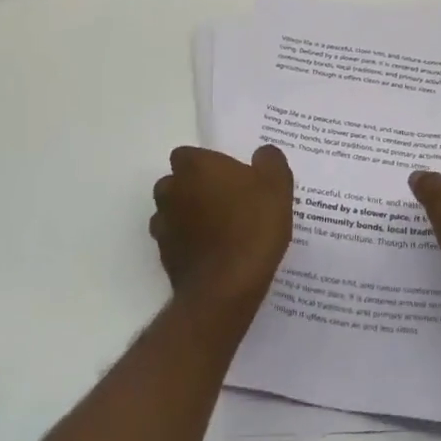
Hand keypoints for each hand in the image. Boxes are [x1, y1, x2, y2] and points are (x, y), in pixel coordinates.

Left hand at [150, 145, 294, 308]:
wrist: (226, 287)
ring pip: (172, 211)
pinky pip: (174, 240)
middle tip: (226, 201)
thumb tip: (263, 153)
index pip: (188, 155)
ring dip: (188, 215)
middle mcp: (171, 190)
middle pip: (177, 182)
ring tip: (219, 229)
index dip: (207, 164)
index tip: (229, 177)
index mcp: (195, 167)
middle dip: (195, 188)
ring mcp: (163, 223)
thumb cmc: (252, 228)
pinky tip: (212, 253)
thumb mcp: (277, 188)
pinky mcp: (163, 254)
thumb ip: (270, 162)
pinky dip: (187, 242)